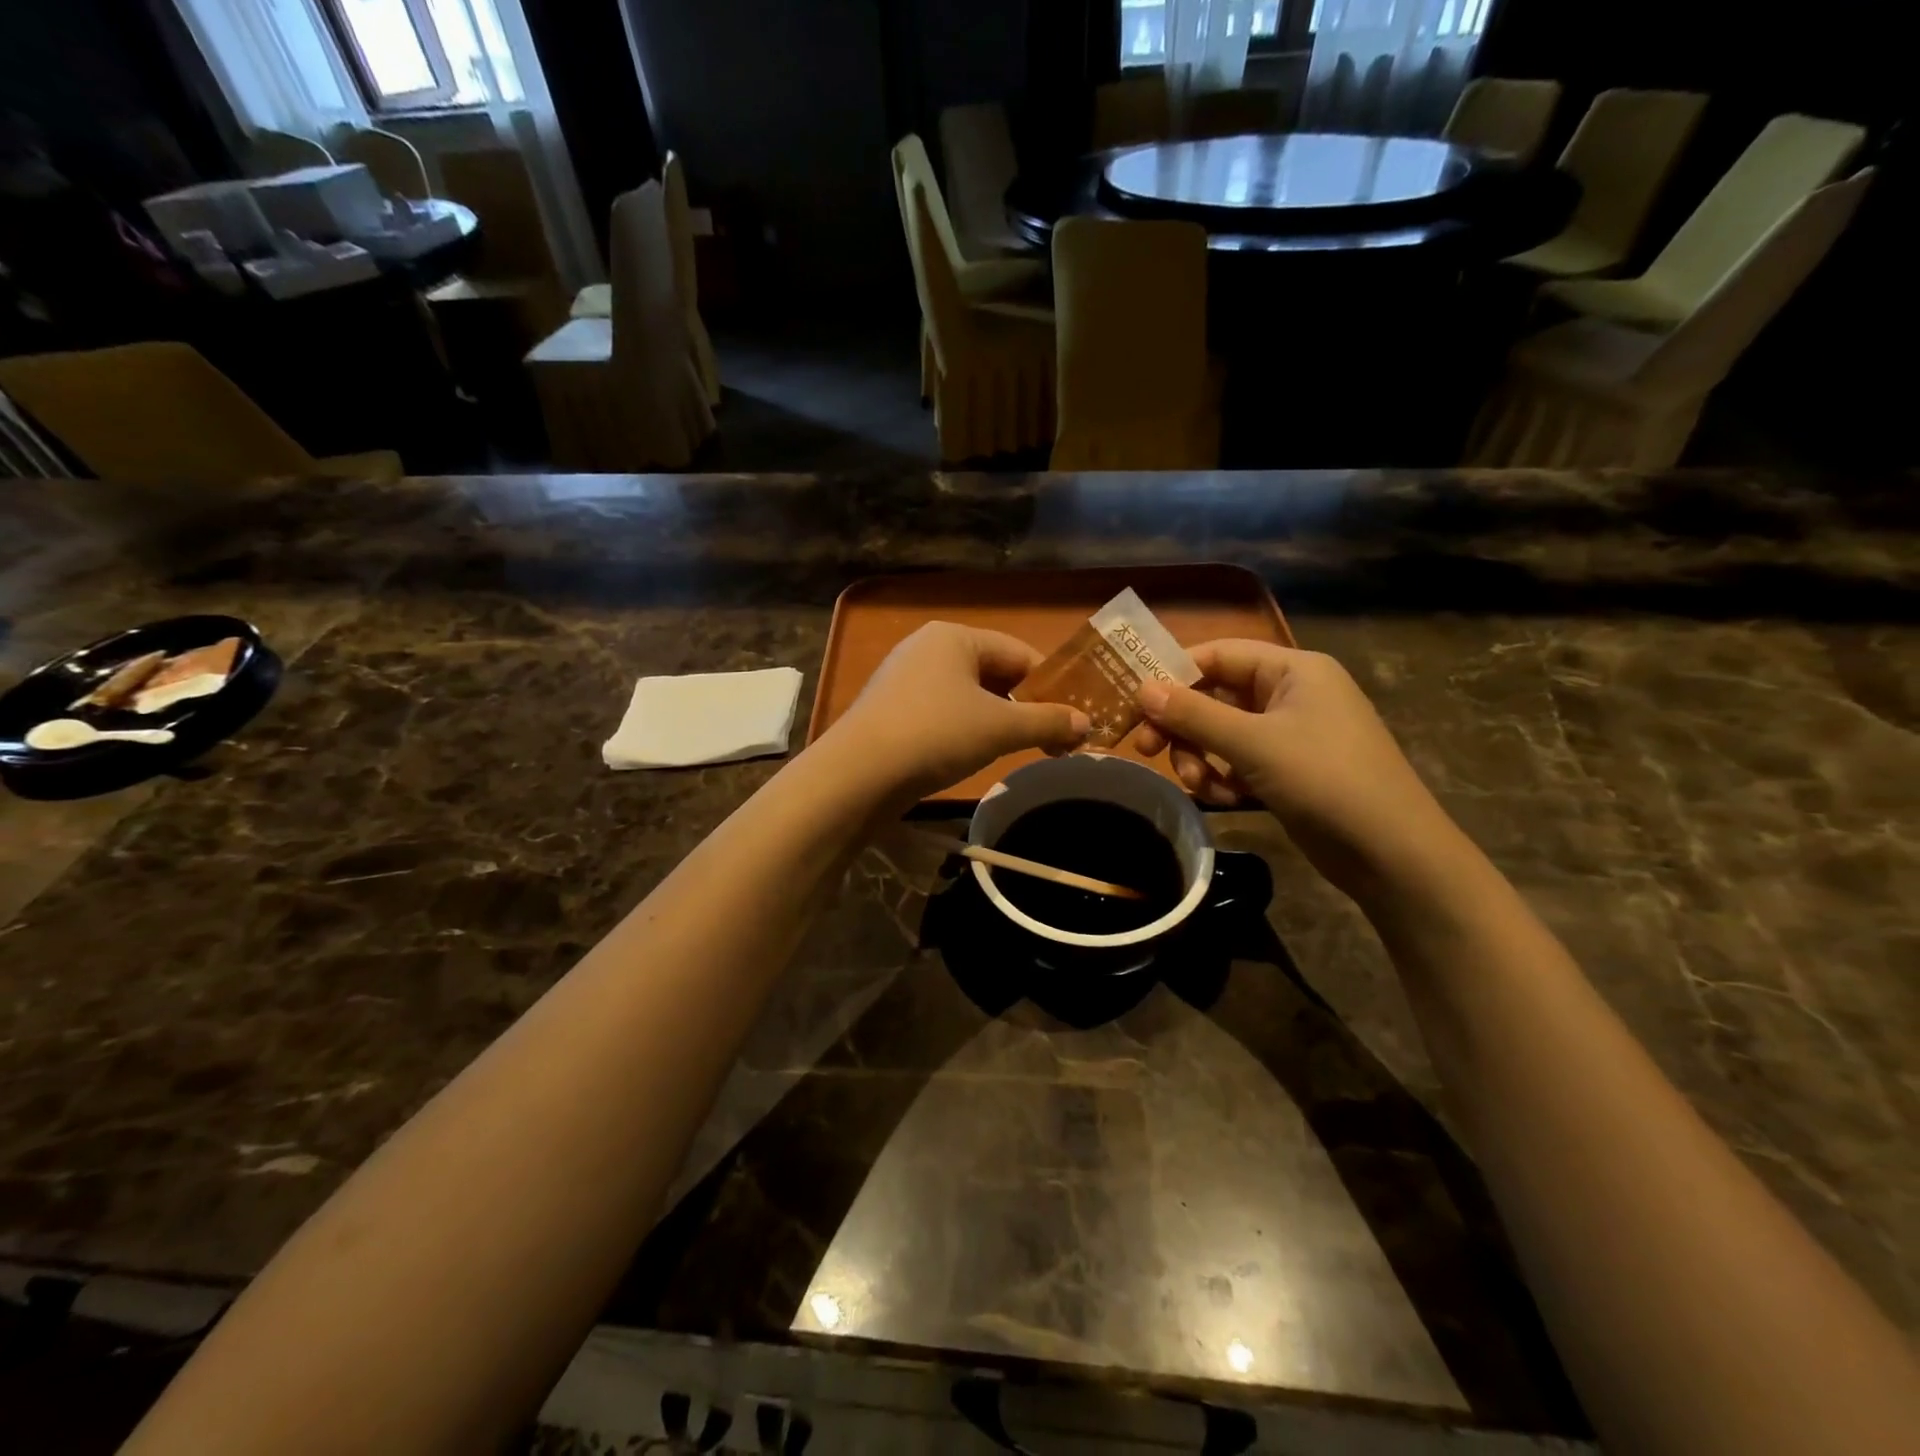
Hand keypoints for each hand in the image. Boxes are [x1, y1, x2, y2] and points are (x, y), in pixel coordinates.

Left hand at [826, 623, 1089, 801]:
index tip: (1074, 717)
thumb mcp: (1000, 728)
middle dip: (1025, 706)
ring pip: (967, 695)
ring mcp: (903, 679)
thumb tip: (1087, 724)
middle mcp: (926, 648)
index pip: (1019, 653)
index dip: (1051, 685)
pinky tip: (973, 755)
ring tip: (1019, 750)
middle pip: (993, 673)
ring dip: (997, 720)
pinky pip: (942, 712)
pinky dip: (965, 729)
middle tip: (1052, 738)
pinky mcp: (890, 710)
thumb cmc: (936, 734)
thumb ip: (1047, 722)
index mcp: (954, 637)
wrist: (858, 774)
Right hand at [1134, 641, 1456, 897]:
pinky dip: (1224, 779)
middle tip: (1145, 748)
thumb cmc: (1324, 779)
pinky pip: (1239, 763)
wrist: (1391, 852)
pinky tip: (1226, 800)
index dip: (1174, 673)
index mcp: (1292, 669)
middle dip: (1183, 726)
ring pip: (1222, 734)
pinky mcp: (1288, 771)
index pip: (1219, 654)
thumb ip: (1194, 714)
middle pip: (1216, 696)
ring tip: (1198, 784)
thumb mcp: (1252, 743)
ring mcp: (1291, 735)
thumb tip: (1142, 689)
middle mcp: (1291, 694)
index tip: (1135, 701)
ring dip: (1200, 758)